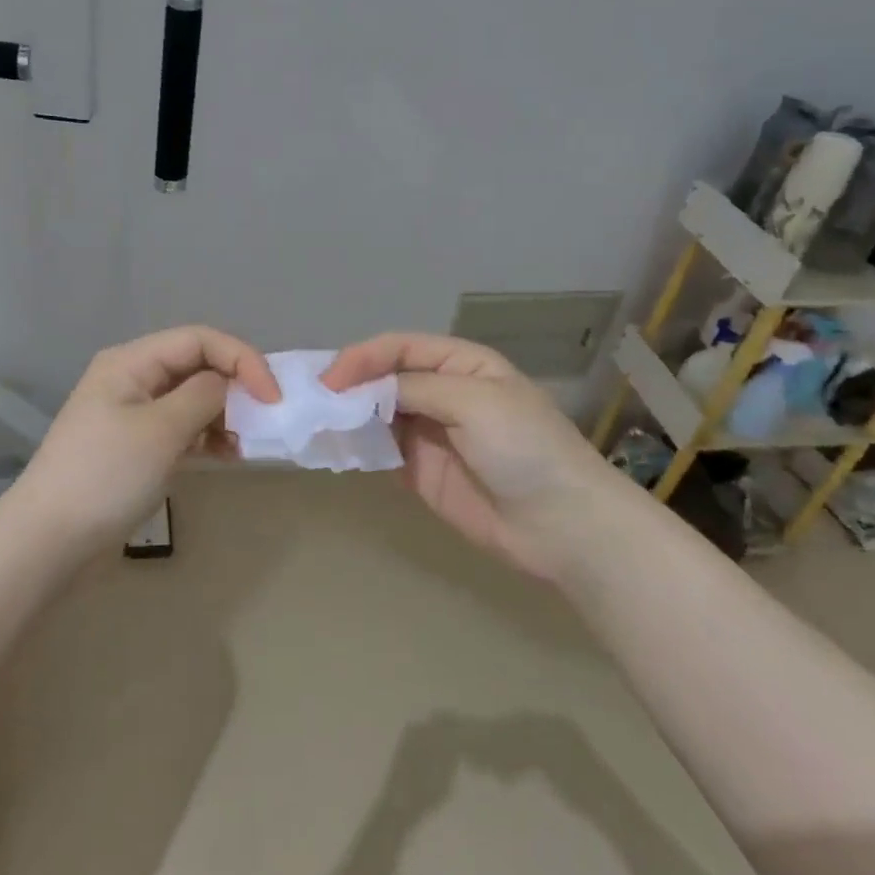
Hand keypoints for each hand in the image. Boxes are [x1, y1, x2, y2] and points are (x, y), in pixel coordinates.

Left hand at [17, 326, 280, 547]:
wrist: (49, 541)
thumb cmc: (106, 476)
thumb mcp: (161, 430)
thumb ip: (203, 396)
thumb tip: (228, 384)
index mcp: (131, 361)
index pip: (199, 339)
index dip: (241, 359)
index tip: (273, 397)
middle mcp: (132, 379)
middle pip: (196, 365)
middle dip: (234, 387)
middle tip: (265, 420)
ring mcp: (133, 414)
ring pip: (192, 399)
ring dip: (223, 415)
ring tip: (246, 444)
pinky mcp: (136, 447)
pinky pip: (181, 429)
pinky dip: (207, 437)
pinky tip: (227, 456)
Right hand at [322, 333, 630, 580]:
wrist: (562, 526)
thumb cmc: (525, 448)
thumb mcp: (475, 401)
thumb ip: (415, 388)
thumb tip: (361, 390)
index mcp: (461, 364)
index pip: (400, 348)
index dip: (363, 358)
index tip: (331, 379)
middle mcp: (442, 392)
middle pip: (384, 378)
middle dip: (349, 385)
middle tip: (312, 399)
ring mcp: (429, 432)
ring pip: (376, 414)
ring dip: (348, 415)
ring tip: (314, 422)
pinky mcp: (419, 470)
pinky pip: (380, 450)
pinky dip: (357, 446)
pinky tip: (334, 447)